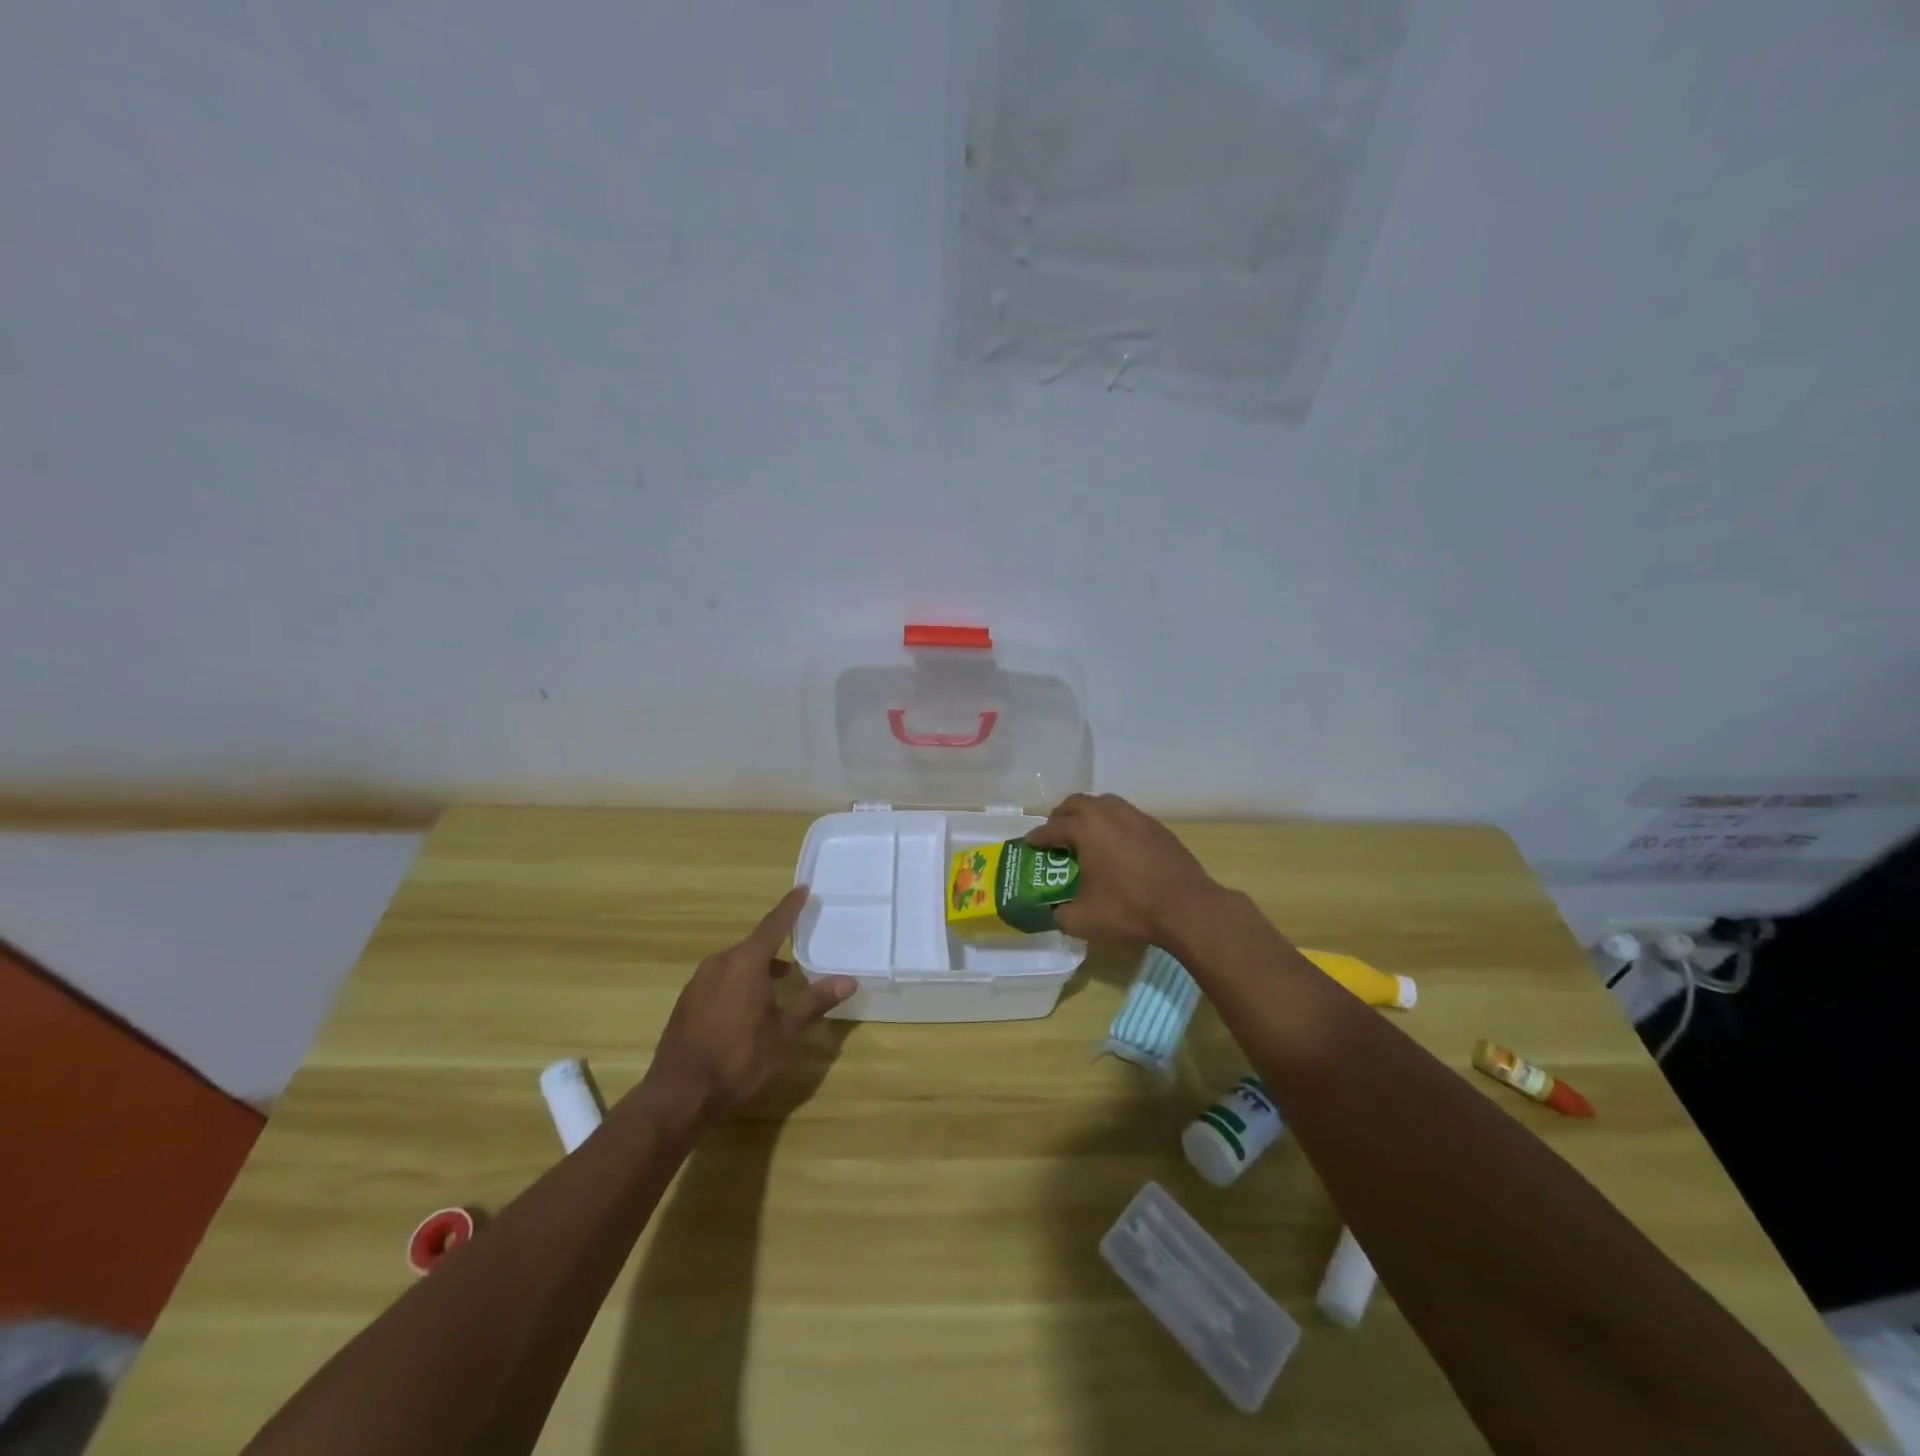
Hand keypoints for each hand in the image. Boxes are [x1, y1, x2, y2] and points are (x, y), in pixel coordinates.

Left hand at [642, 886, 856, 1119]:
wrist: (679, 1095)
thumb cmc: (739, 1059)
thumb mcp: (785, 1033)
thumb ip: (814, 1002)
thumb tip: (848, 980)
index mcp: (746, 962)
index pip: (774, 925)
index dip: (790, 907)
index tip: (803, 889)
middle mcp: (720, 963)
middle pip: (754, 946)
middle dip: (777, 946)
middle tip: (799, 947)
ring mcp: (698, 983)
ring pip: (736, 964)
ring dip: (759, 968)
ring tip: (781, 982)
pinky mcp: (687, 1003)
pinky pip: (720, 980)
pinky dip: (739, 983)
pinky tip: (749, 1008)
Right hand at [1026, 793, 1220, 944]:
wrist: (1187, 908)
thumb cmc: (1129, 909)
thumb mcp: (1083, 920)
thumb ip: (1060, 913)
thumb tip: (1055, 911)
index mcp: (1085, 828)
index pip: (1052, 828)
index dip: (1037, 838)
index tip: (1030, 845)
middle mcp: (1108, 813)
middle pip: (1076, 803)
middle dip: (1061, 817)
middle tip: (1056, 836)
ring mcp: (1136, 816)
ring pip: (1104, 804)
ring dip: (1089, 816)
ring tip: (1085, 837)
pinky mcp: (1157, 827)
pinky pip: (1126, 816)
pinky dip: (1113, 825)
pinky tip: (1116, 846)